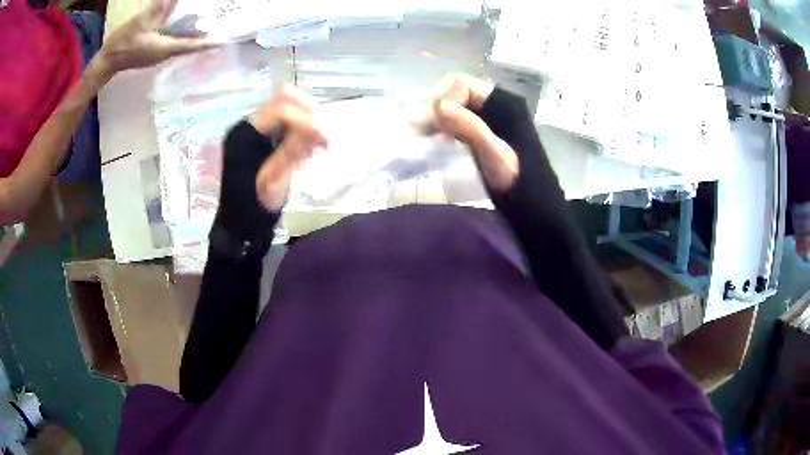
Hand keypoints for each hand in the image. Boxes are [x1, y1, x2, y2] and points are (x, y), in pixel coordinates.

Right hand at [94, 0, 214, 76]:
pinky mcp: (153, 53)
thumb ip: (157, 8)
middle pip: (189, 45)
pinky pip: (173, 44)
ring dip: (194, 37)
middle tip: (221, 29)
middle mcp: (164, 54)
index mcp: (164, 48)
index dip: (208, 43)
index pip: (191, 45)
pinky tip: (186, 28)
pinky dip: (182, 36)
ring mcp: (158, 55)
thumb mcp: (139, 22)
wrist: (106, 62)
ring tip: (208, 28)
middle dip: (205, 38)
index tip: (224, 41)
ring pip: (181, 45)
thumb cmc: (121, 44)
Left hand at [251, 87, 327, 209]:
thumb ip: (293, 152)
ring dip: (309, 121)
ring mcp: (259, 130)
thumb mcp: (273, 181)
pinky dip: (305, 131)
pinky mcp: (267, 138)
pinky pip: (290, 122)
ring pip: (290, 108)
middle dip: (309, 114)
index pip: (280, 109)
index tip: (325, 138)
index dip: (305, 119)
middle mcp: (251, 124)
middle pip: (284, 99)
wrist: (241, 222)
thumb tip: (320, 130)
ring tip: (320, 145)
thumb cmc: (253, 205)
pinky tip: (312, 150)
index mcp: (245, 133)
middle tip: (324, 136)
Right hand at [430, 75, 518, 191]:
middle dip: (434, 107)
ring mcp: (488, 118)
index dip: (444, 100)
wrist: (531, 203)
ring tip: (421, 135)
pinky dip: (441, 127)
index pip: (462, 85)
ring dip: (435, 117)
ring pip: (454, 106)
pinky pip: (456, 121)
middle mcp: (494, 104)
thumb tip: (438, 107)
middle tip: (419, 128)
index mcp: (503, 102)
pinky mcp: (481, 133)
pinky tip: (432, 141)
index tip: (433, 124)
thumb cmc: (515, 179)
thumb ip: (470, 127)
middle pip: (455, 92)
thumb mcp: (495, 154)